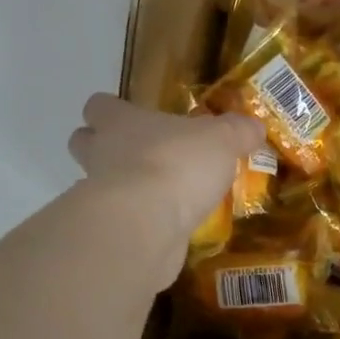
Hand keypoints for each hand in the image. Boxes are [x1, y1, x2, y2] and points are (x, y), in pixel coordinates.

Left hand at [67, 95, 262, 262]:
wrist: (146, 224)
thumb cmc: (178, 164)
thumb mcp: (222, 140)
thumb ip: (238, 132)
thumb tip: (255, 126)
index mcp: (121, 122)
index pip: (99, 106)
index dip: (111, 110)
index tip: (132, 118)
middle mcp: (101, 155)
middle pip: (84, 144)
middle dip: (104, 148)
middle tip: (140, 157)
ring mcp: (99, 196)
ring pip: (98, 185)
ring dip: (122, 189)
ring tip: (160, 197)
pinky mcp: (108, 232)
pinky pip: (120, 222)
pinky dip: (137, 224)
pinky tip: (165, 229)